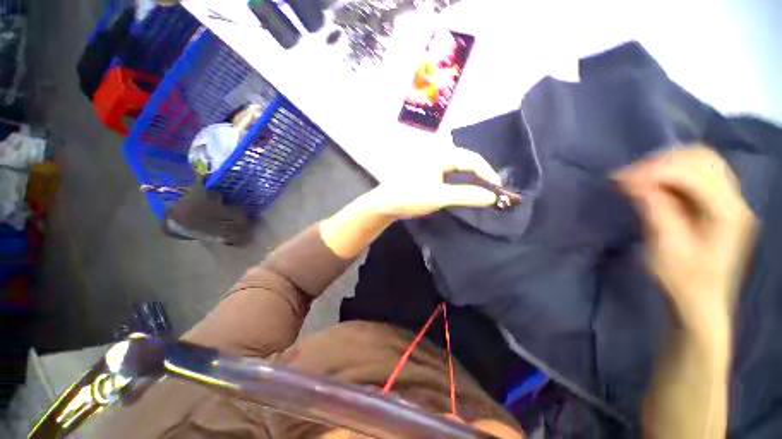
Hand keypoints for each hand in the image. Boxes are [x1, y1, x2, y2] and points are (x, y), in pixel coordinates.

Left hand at [368, 146, 501, 218]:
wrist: (386, 204)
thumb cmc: (410, 197)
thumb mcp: (439, 197)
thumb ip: (466, 195)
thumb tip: (492, 197)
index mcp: (441, 154)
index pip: (472, 159)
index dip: (488, 174)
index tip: (498, 190)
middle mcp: (438, 152)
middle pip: (467, 160)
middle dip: (481, 175)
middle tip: (492, 191)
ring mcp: (432, 161)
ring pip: (459, 166)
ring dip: (472, 178)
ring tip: (482, 190)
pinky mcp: (429, 170)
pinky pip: (451, 172)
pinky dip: (461, 180)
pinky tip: (465, 188)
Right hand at [615, 146, 756, 331]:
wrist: (701, 304)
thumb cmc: (683, 281)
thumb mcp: (666, 247)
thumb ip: (655, 209)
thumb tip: (633, 181)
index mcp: (728, 212)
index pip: (693, 172)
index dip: (654, 170)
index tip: (619, 178)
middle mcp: (736, 200)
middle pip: (702, 158)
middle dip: (661, 162)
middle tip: (628, 176)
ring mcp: (732, 201)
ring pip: (702, 162)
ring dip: (667, 165)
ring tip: (638, 178)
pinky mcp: (721, 205)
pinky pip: (699, 174)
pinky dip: (673, 173)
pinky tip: (655, 184)